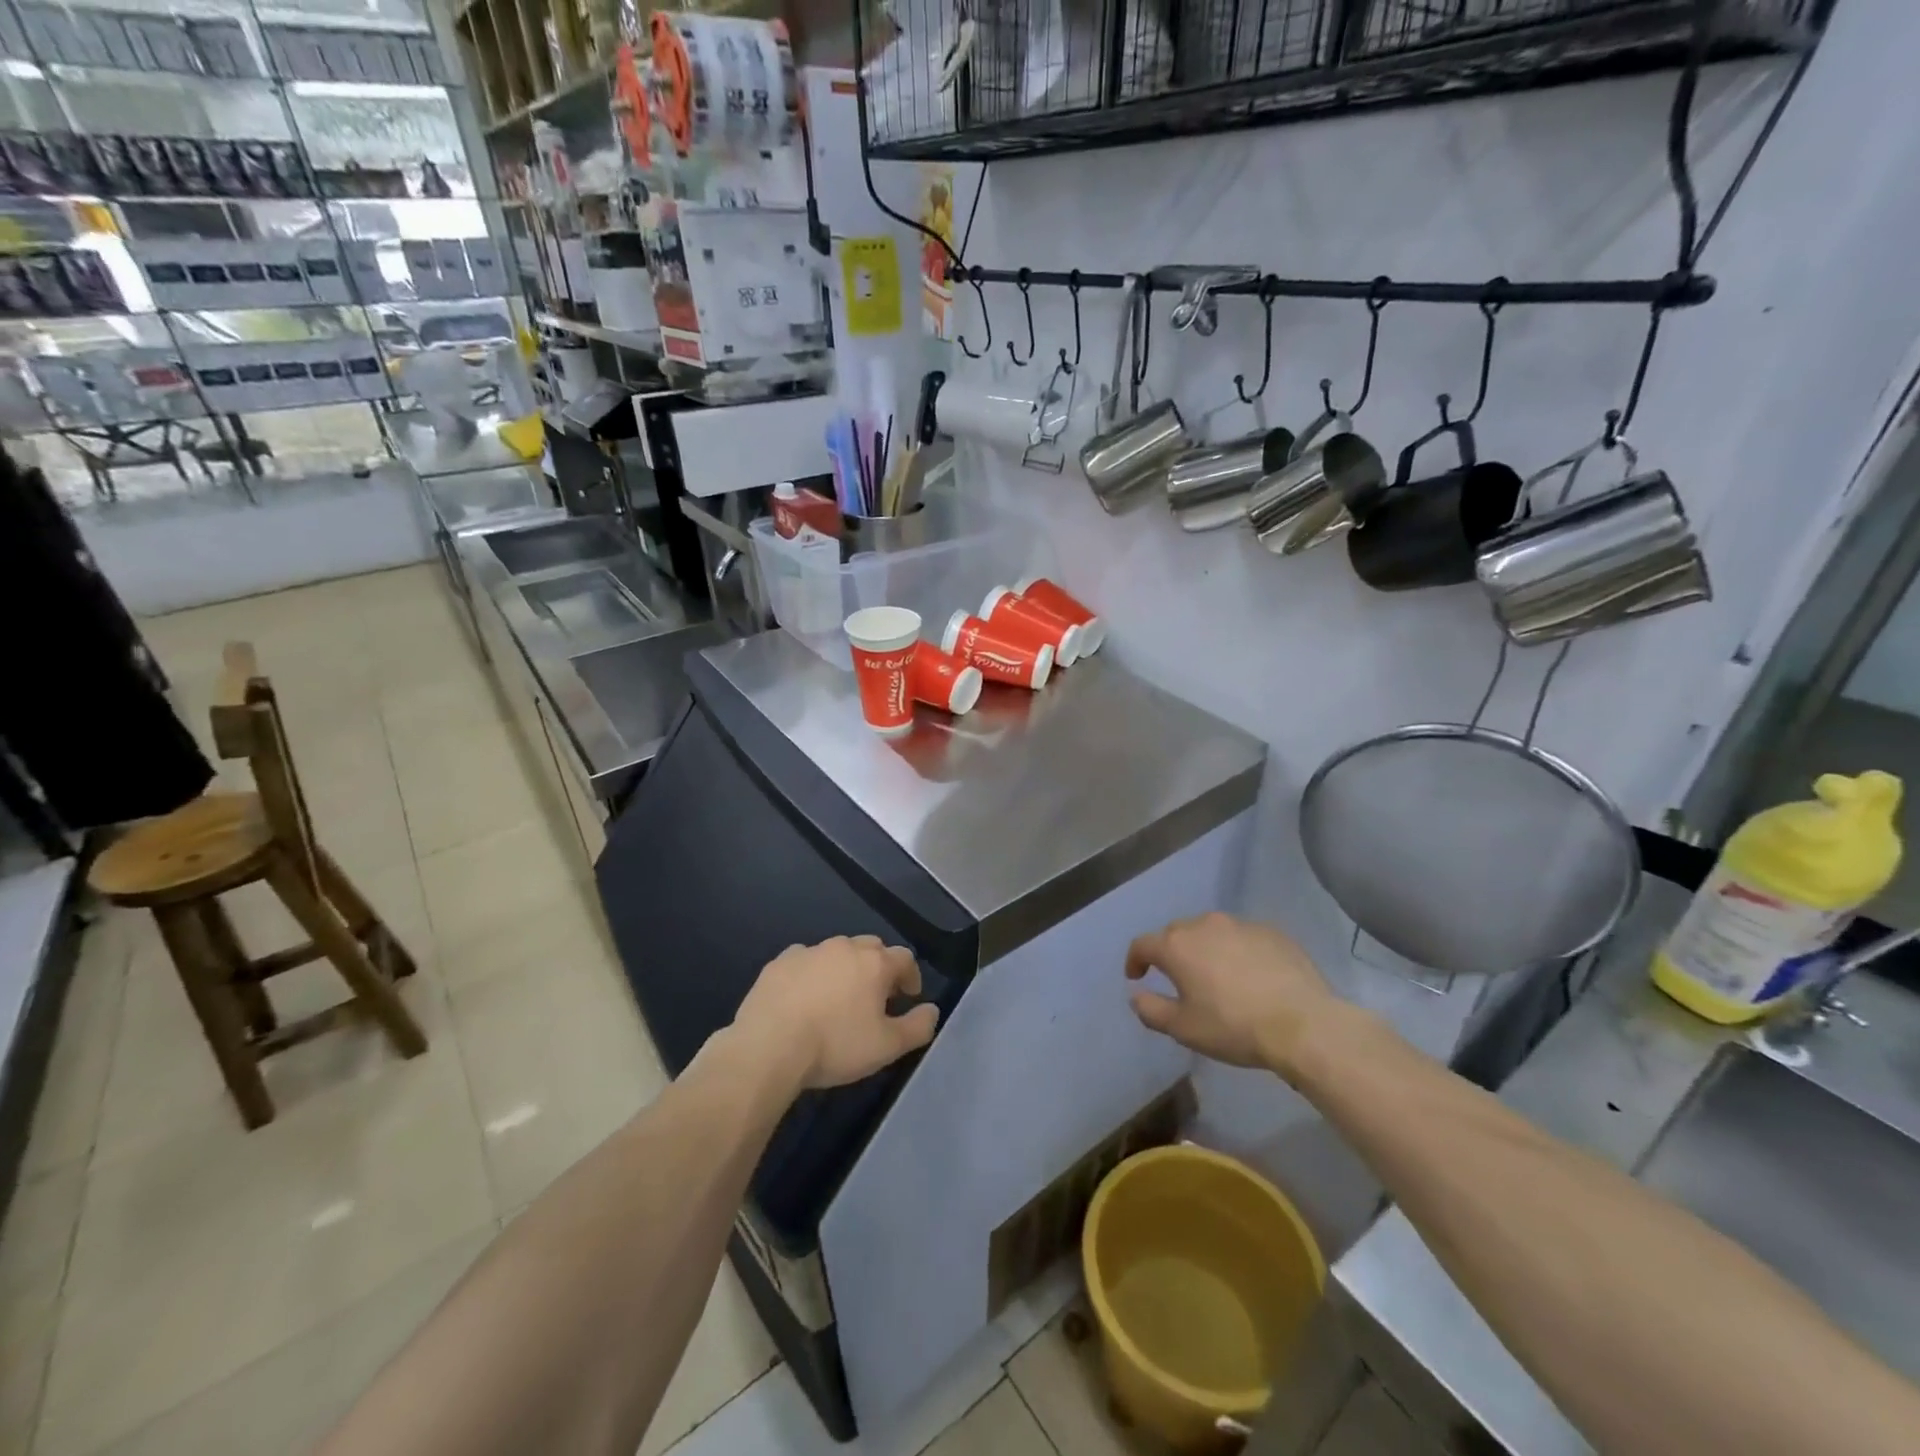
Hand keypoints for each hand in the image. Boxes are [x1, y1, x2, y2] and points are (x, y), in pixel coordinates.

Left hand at [733, 936, 939, 1090]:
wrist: (769, 1045)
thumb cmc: (835, 1045)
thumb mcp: (887, 1047)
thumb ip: (917, 1027)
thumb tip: (932, 1010)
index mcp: (874, 963)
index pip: (904, 958)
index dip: (911, 976)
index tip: (909, 997)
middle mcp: (844, 947)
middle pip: (871, 948)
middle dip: (879, 967)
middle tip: (876, 996)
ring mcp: (809, 951)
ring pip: (836, 952)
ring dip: (845, 968)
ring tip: (840, 997)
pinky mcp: (779, 962)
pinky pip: (805, 961)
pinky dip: (812, 973)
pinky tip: (805, 996)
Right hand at [1125, 912, 1336, 1076]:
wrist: (1303, 1024)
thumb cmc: (1233, 1027)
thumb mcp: (1184, 1029)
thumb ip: (1151, 1010)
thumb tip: (1136, 996)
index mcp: (1177, 946)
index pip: (1142, 944)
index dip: (1135, 960)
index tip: (1137, 977)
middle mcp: (1204, 925)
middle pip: (1176, 933)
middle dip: (1171, 952)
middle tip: (1177, 978)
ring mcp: (1240, 924)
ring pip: (1211, 931)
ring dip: (1205, 948)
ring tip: (1215, 974)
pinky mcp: (1272, 931)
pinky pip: (1243, 937)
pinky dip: (1237, 951)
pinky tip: (1249, 975)